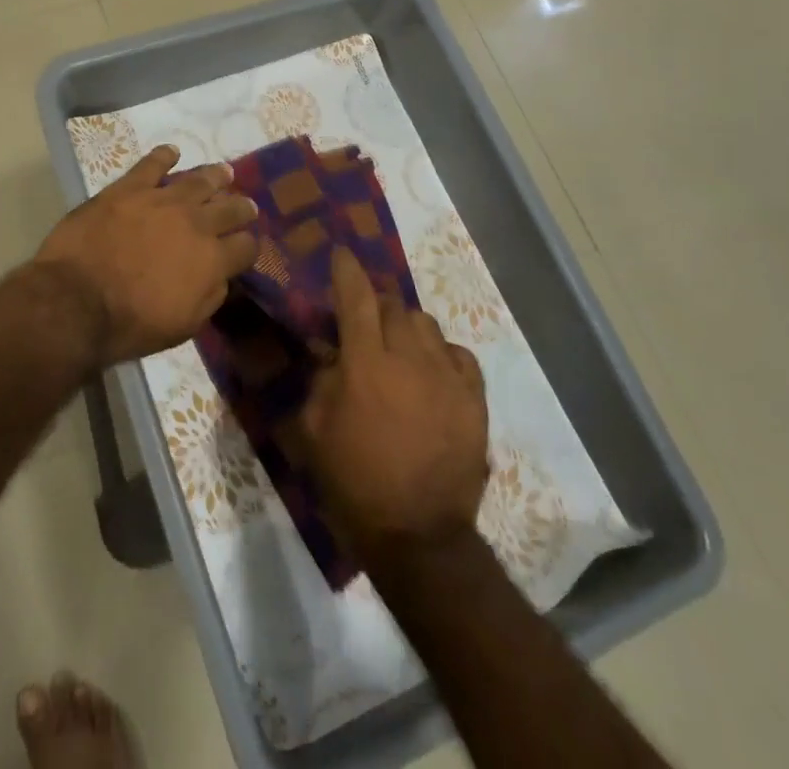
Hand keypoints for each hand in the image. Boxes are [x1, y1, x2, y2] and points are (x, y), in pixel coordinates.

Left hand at [33, 145, 258, 368]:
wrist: (77, 301)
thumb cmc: (131, 324)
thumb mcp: (184, 326)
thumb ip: (209, 297)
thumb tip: (220, 277)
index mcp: (212, 259)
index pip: (245, 246)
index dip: (248, 246)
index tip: (244, 247)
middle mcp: (195, 222)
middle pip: (229, 208)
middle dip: (240, 207)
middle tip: (245, 205)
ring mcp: (161, 200)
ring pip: (198, 180)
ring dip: (214, 176)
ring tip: (223, 173)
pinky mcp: (129, 188)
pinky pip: (152, 164)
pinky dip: (163, 156)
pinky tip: (171, 152)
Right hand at [290, 248, 488, 562]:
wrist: (417, 535)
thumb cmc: (354, 481)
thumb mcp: (314, 428)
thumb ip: (322, 379)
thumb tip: (332, 350)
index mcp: (365, 364)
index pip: (355, 297)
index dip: (346, 270)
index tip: (341, 254)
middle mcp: (408, 359)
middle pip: (394, 305)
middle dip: (375, 302)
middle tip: (365, 320)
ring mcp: (446, 378)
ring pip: (426, 325)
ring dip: (407, 327)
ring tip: (399, 349)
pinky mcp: (473, 400)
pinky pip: (459, 355)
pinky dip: (442, 353)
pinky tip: (432, 371)